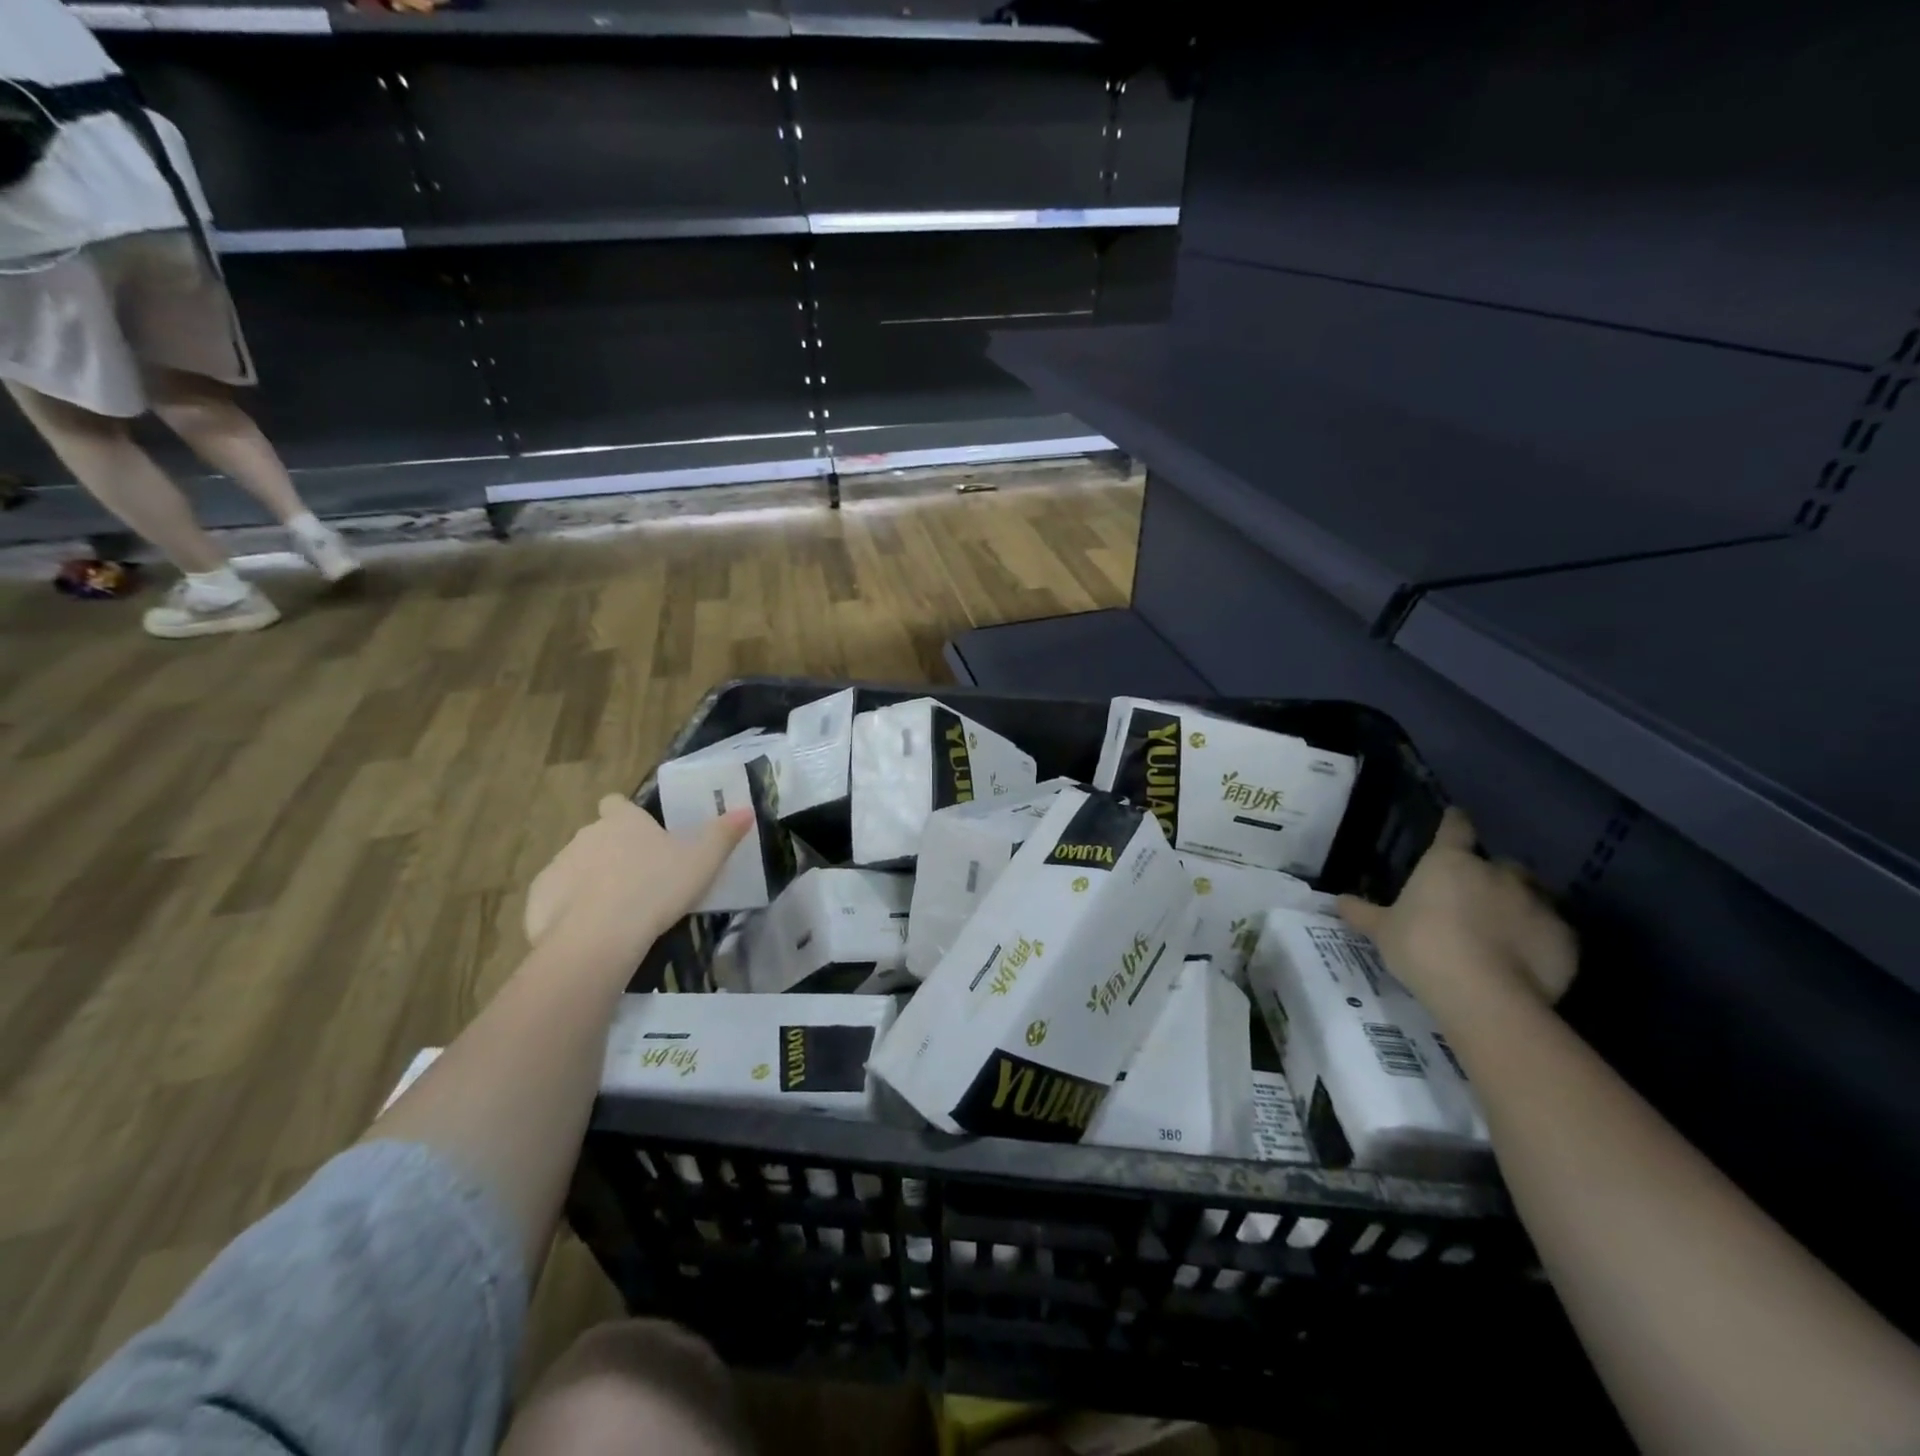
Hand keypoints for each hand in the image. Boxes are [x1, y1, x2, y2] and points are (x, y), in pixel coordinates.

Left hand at [525, 795, 752, 954]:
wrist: (599, 935)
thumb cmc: (656, 887)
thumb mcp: (703, 861)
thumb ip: (724, 834)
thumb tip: (747, 809)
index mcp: (623, 821)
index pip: (617, 803)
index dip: (627, 816)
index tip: (641, 835)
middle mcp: (586, 835)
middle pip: (598, 836)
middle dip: (613, 853)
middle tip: (640, 881)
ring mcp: (559, 865)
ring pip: (577, 867)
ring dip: (592, 881)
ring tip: (618, 911)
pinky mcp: (539, 899)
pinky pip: (557, 899)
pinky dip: (571, 910)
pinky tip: (593, 931)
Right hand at [1338, 807, 1576, 1017]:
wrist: (1484, 995)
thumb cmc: (1422, 948)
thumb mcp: (1383, 931)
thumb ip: (1363, 913)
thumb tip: (1338, 900)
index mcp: (1450, 863)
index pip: (1455, 828)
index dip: (1454, 823)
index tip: (1454, 819)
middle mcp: (1497, 873)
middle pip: (1500, 864)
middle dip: (1491, 876)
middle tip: (1475, 897)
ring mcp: (1537, 904)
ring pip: (1531, 895)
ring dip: (1518, 906)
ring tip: (1503, 930)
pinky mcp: (1565, 938)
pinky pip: (1552, 931)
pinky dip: (1540, 939)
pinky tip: (1526, 959)